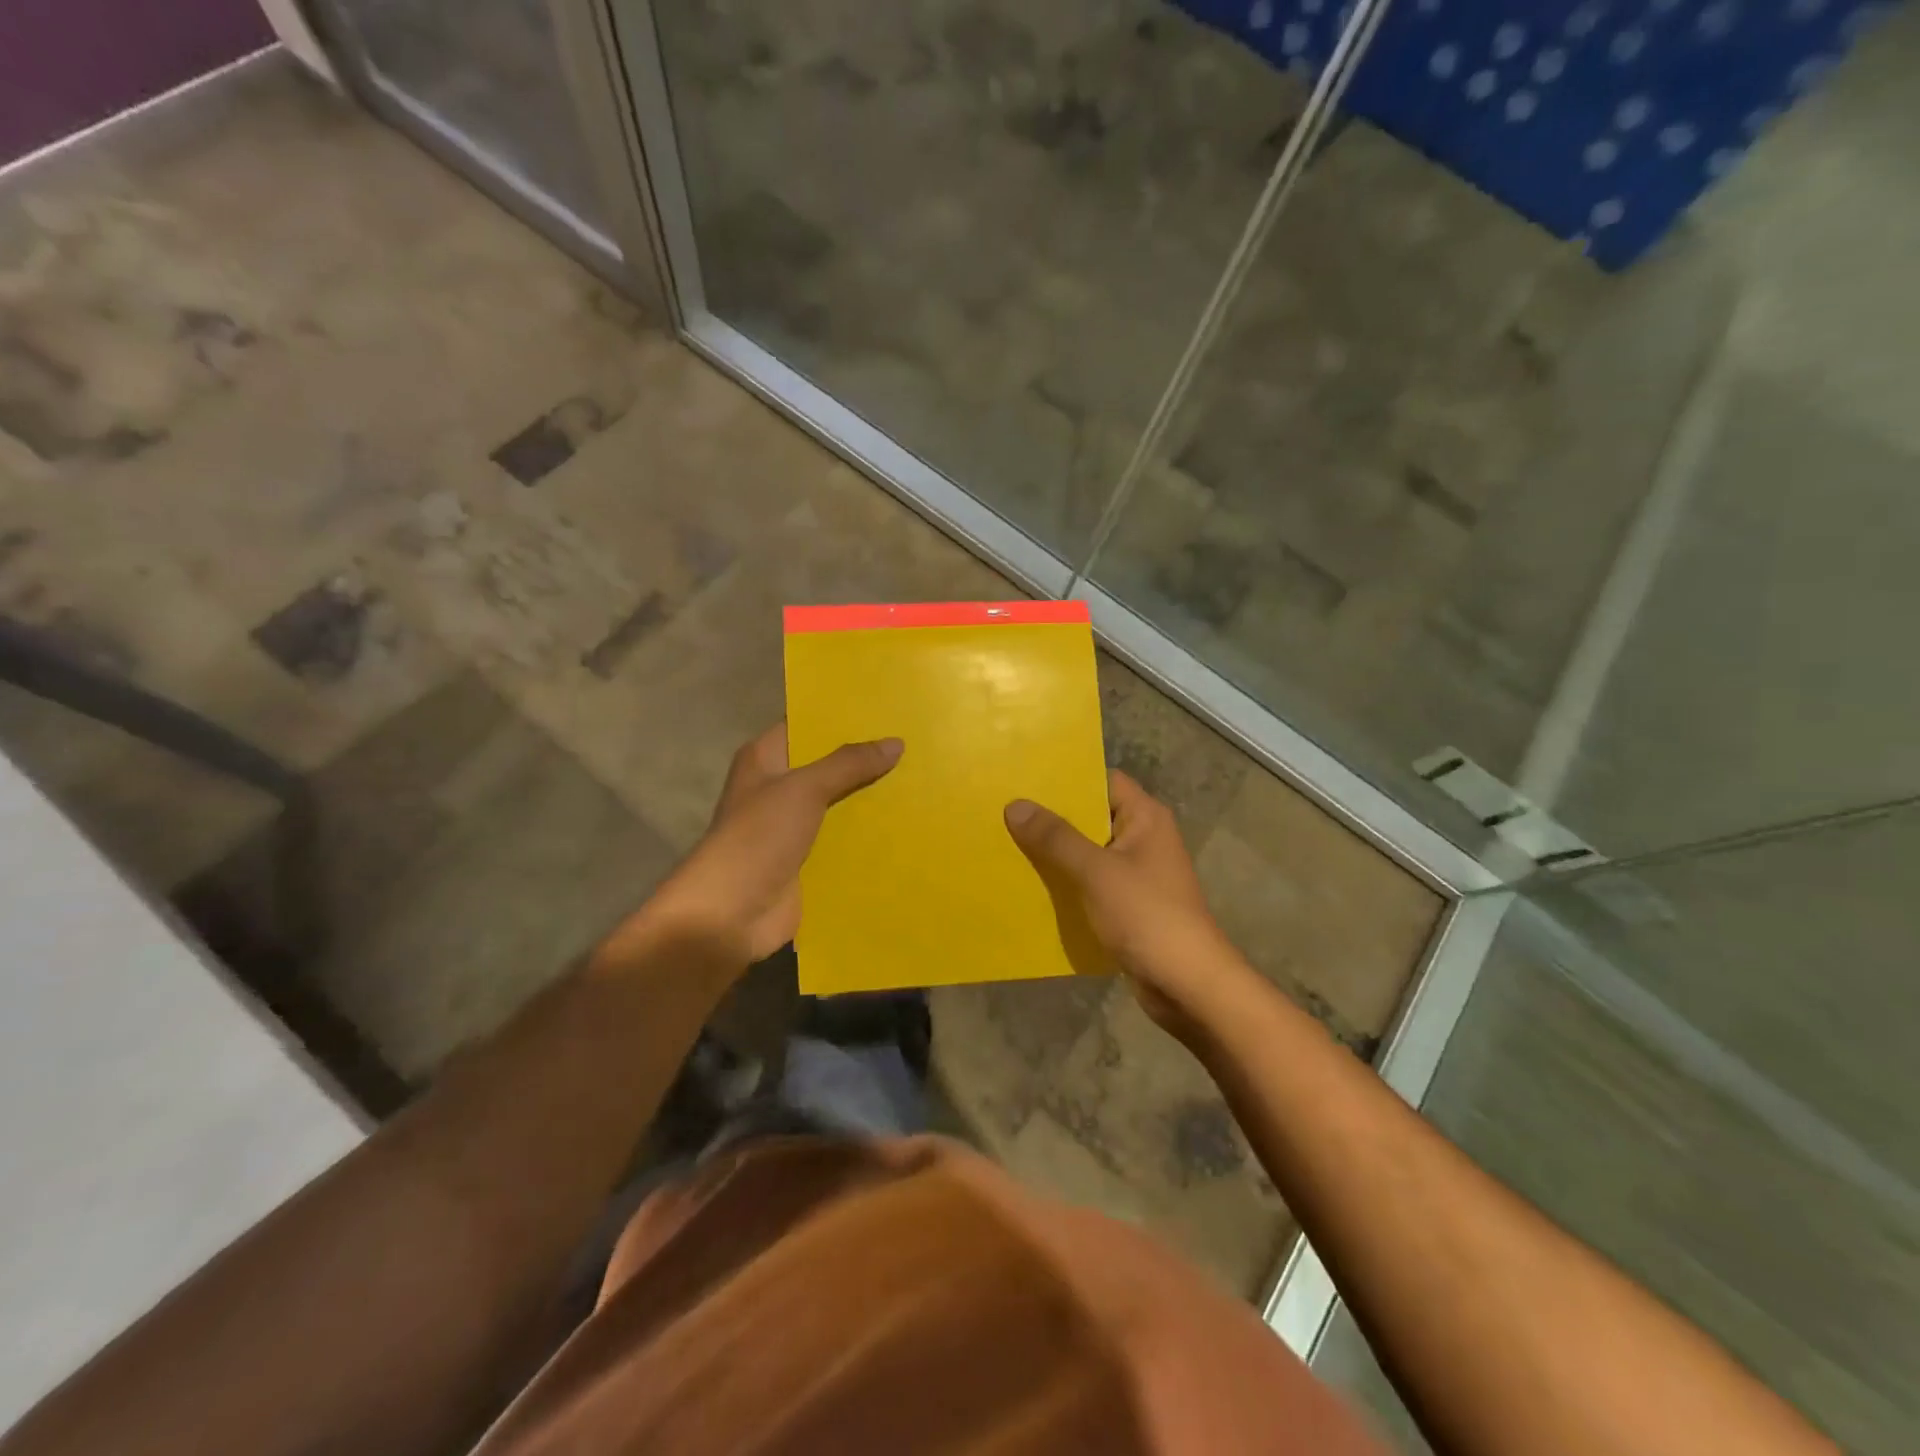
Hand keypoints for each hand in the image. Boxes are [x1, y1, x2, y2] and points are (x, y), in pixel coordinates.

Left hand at [607, 725, 902, 970]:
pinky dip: (868, 835)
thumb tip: (895, 742)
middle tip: (916, 743)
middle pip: (827, 765)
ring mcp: (792, 826)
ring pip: (839, 803)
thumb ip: (848, 764)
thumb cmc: (758, 838)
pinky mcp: (806, 860)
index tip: (887, 708)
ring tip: (920, 780)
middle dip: (866, 759)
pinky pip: (843, 839)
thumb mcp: (803, 790)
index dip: (842, 717)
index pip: (807, 725)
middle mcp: (777, 787)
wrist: (729, 915)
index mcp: (765, 760)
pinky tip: (907, 826)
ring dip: (871, 798)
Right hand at [1004, 772, 1234, 1033]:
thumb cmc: (1147, 916)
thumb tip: (1015, 805)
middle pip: (1091, 816)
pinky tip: (1030, 885)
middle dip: (1051, 818)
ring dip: (1054, 853)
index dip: (1066, 778)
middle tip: (1004, 811)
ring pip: (1087, 853)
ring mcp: (1136, 874)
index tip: (1024, 779)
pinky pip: (1090, 883)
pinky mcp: (1128, 905)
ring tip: (1006, 844)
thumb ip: (1056, 838)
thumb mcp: (1096, 872)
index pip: (1102, 781)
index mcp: (1145, 818)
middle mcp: (1143, 838)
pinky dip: (1065, 883)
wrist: (1188, 986)